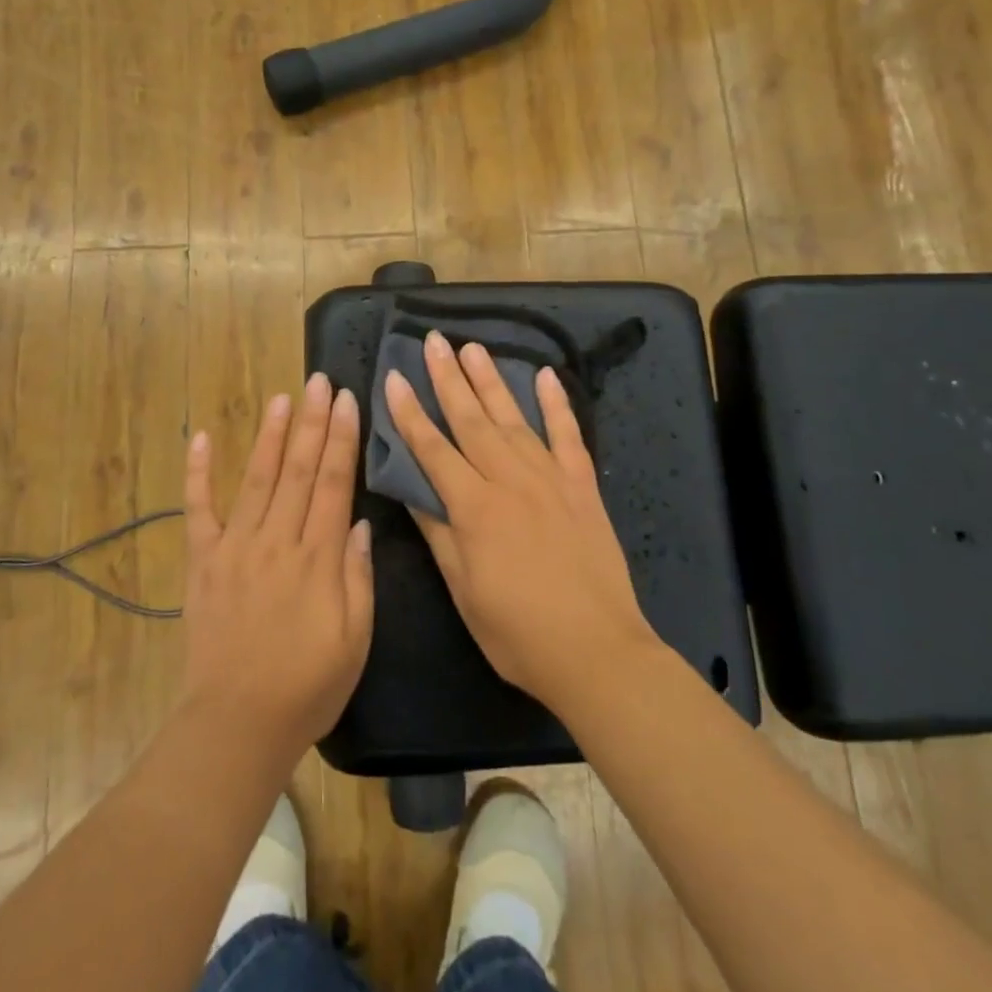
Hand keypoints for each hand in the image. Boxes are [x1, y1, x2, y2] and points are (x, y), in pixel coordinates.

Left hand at [181, 373, 373, 763]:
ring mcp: (234, 548)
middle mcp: (275, 541)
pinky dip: (198, 473)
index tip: (347, 401)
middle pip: (296, 470)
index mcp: (316, 558)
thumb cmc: (308, 685)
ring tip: (282, 397)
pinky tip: (201, 438)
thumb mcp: (356, 638)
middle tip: (319, 380)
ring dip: (269, 435)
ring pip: (255, 478)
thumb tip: (356, 521)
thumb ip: (357, 575)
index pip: (332, 483)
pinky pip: (198, 510)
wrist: (238, 723)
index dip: (341, 439)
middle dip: (311, 422)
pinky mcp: (204, 563)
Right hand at [385, 332, 660, 713]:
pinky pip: (569, 436)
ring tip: (473, 348)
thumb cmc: (518, 632)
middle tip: (433, 340)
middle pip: (472, 421)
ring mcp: (551, 479)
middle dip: (448, 378)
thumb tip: (413, 489)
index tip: (394, 377)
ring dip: (492, 381)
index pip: (432, 449)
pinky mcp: (582, 487)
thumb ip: (439, 534)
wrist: (597, 651)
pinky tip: (546, 376)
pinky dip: (557, 405)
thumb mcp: (463, 590)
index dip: (410, 413)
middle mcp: (510, 481)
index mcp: (475, 508)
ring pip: (515, 419)